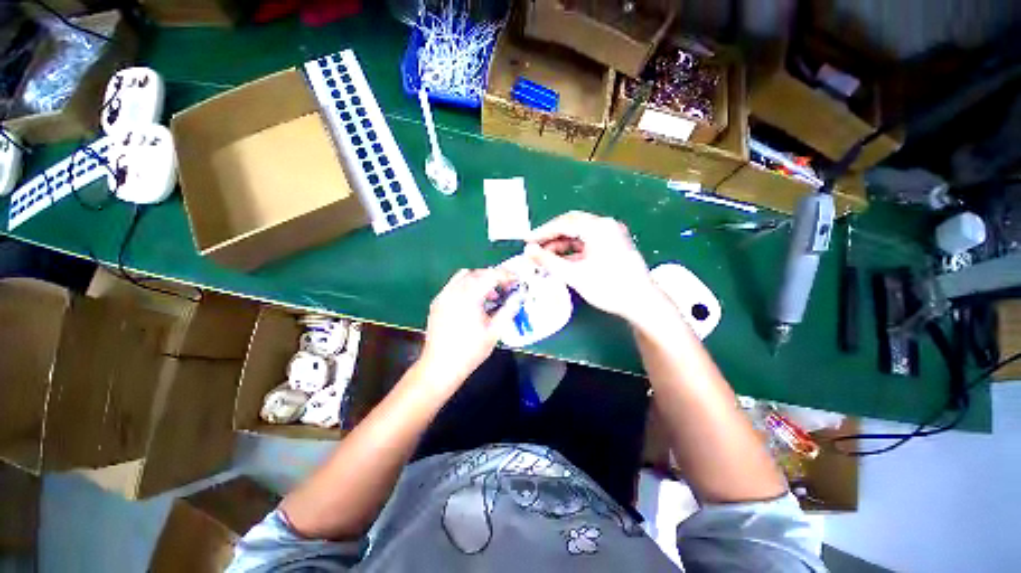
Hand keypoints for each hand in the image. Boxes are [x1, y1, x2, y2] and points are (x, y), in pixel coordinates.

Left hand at [418, 268, 516, 390]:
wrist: (440, 366)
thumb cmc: (470, 351)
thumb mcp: (494, 332)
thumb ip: (508, 311)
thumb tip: (518, 298)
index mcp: (469, 297)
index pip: (490, 276)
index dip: (505, 275)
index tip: (515, 281)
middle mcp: (454, 291)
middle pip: (477, 273)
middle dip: (493, 276)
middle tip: (504, 288)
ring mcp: (443, 296)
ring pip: (463, 276)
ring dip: (479, 280)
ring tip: (489, 296)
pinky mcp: (437, 303)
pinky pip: (453, 286)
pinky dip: (466, 286)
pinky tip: (472, 303)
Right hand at [525, 211, 662, 323]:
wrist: (641, 303)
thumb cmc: (608, 287)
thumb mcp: (574, 275)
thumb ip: (548, 261)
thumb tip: (528, 250)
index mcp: (598, 227)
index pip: (563, 223)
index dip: (542, 232)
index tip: (526, 241)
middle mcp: (605, 225)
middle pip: (571, 225)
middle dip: (551, 236)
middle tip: (534, 247)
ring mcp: (611, 235)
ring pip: (579, 234)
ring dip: (561, 244)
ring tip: (545, 257)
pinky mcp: (613, 245)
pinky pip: (587, 242)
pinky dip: (573, 250)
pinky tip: (561, 260)